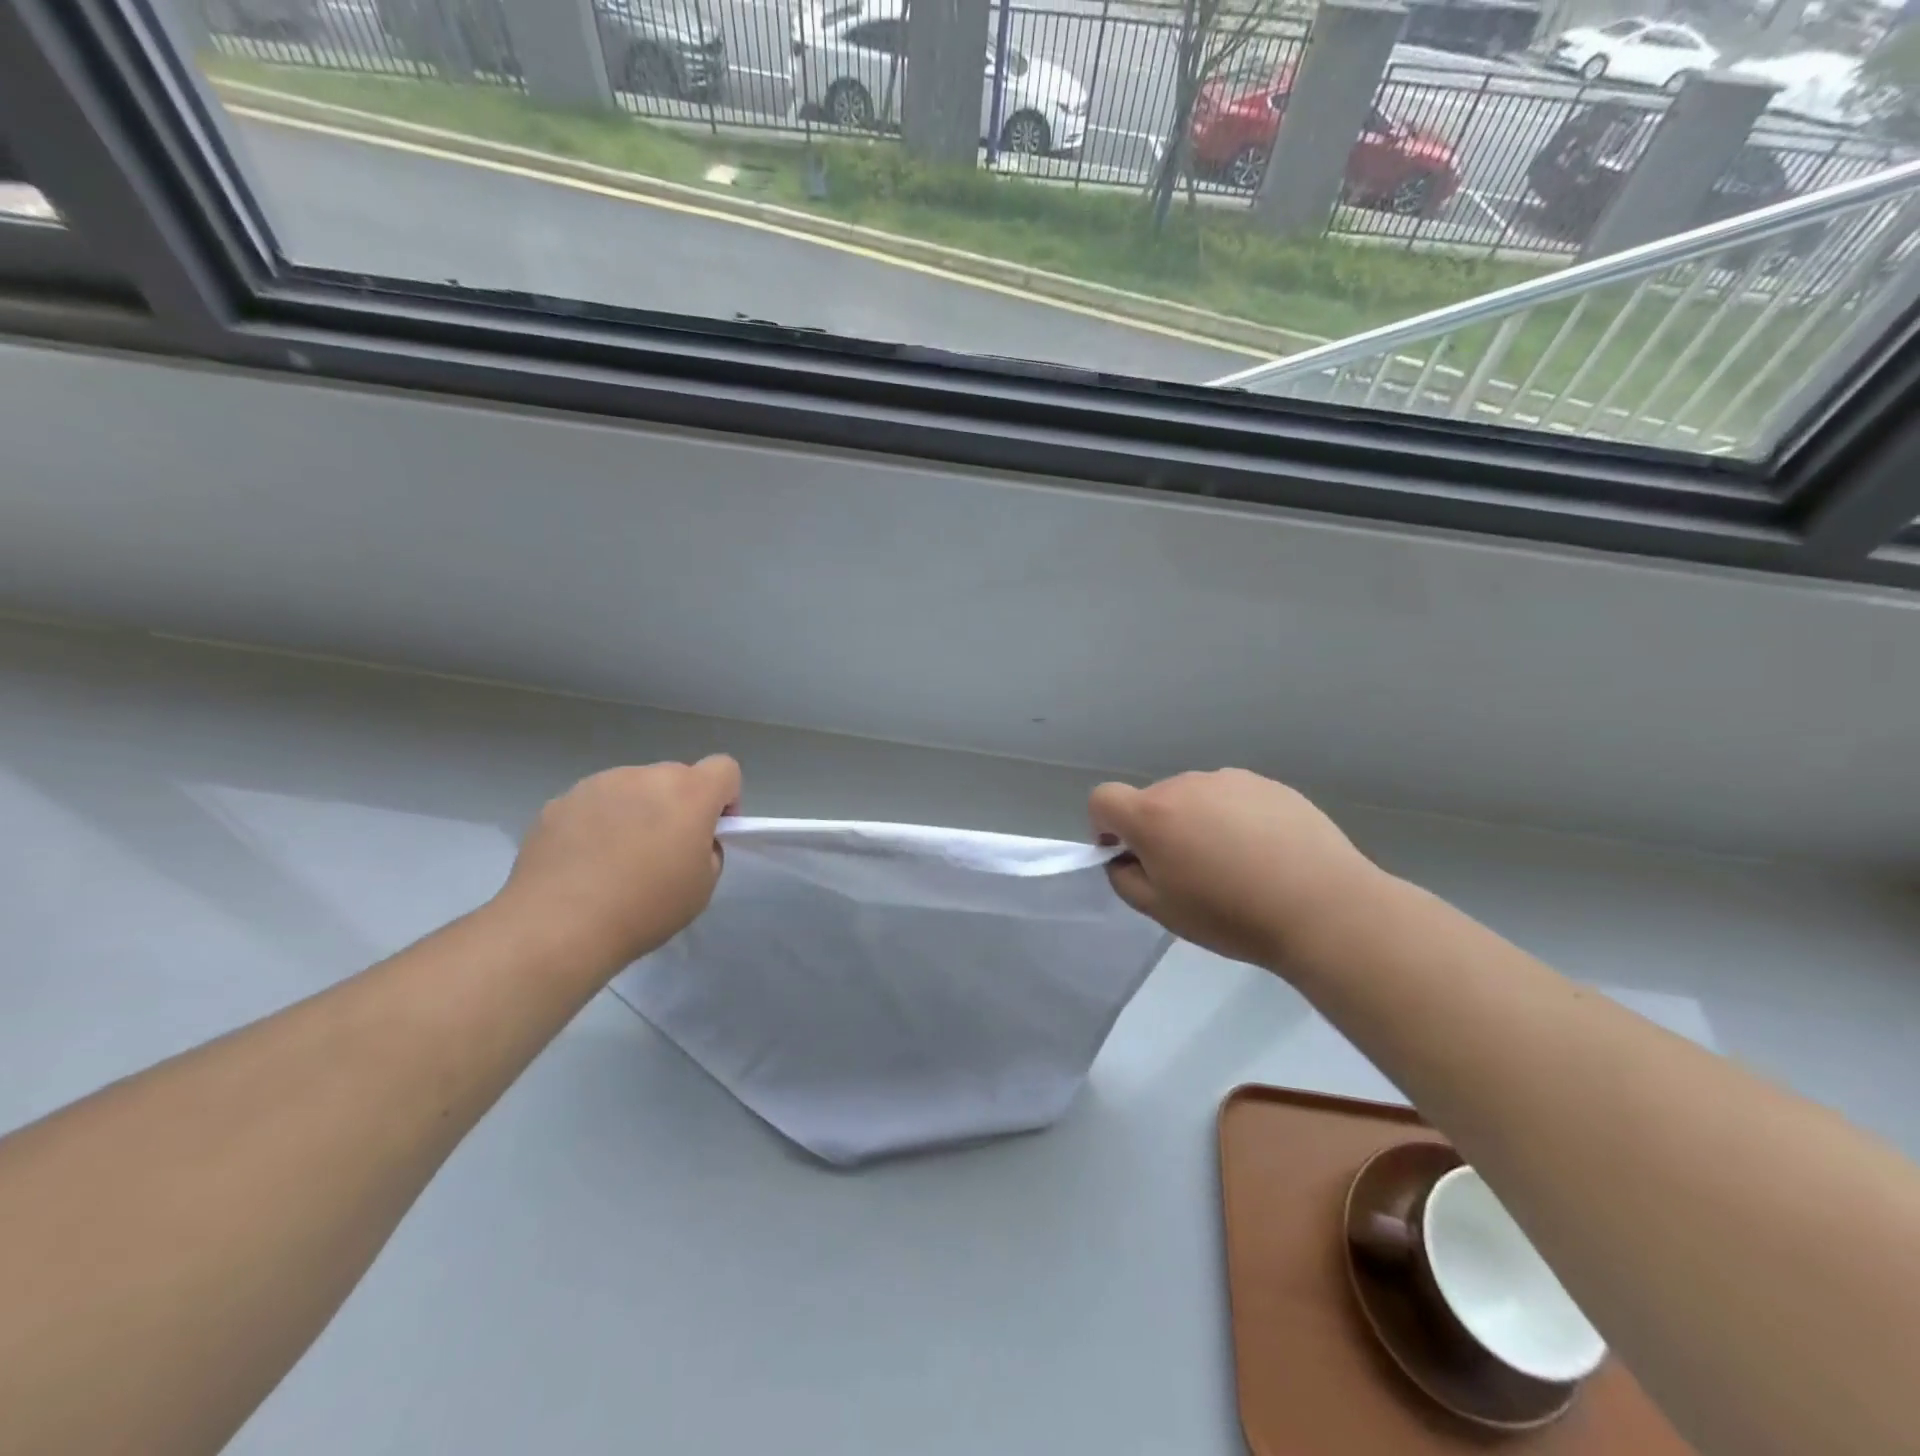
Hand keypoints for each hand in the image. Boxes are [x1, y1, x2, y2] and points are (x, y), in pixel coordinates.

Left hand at [498, 756, 740, 967]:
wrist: (557, 926)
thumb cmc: (644, 907)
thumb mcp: (702, 886)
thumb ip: (708, 850)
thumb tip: (689, 840)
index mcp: (689, 793)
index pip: (724, 768)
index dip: (726, 798)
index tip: (711, 832)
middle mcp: (644, 776)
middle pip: (676, 777)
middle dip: (679, 806)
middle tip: (663, 852)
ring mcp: (597, 785)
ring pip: (633, 788)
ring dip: (637, 811)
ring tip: (617, 859)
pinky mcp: (559, 802)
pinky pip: (594, 804)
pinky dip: (598, 823)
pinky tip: (584, 863)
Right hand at [1088, 768, 1382, 968]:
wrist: (1323, 908)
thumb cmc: (1232, 915)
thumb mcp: (1162, 912)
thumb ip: (1125, 878)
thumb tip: (1125, 857)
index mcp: (1152, 814)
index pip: (1103, 799)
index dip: (1106, 826)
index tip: (1130, 855)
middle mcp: (1186, 785)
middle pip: (1153, 801)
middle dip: (1158, 830)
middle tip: (1191, 873)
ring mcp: (1230, 780)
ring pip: (1195, 798)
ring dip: (1198, 822)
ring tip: (1236, 864)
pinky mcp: (1269, 784)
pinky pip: (1233, 798)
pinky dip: (1235, 819)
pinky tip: (1266, 853)